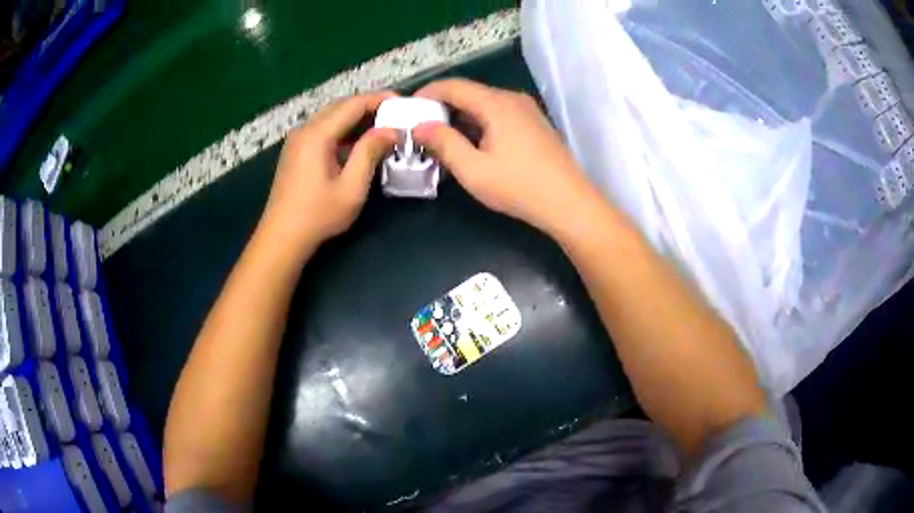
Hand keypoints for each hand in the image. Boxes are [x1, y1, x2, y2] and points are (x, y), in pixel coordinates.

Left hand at [262, 92, 396, 245]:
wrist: (281, 237)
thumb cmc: (318, 215)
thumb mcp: (351, 187)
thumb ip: (370, 153)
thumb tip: (389, 130)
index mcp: (318, 134)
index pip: (353, 104)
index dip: (379, 100)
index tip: (402, 102)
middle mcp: (305, 129)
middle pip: (340, 106)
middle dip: (368, 107)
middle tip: (394, 115)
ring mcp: (297, 140)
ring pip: (330, 117)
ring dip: (355, 119)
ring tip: (380, 128)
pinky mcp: (294, 151)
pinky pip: (322, 130)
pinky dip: (341, 130)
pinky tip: (355, 143)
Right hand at [412, 79, 601, 234]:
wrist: (569, 203)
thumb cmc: (519, 187)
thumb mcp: (473, 170)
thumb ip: (444, 143)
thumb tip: (420, 126)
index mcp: (496, 103)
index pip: (453, 86)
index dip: (427, 93)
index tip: (408, 110)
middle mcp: (512, 98)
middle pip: (469, 92)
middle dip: (442, 107)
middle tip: (422, 128)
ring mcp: (527, 110)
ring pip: (484, 103)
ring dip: (461, 116)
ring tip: (442, 138)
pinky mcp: (534, 123)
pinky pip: (499, 114)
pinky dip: (479, 122)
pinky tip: (472, 143)